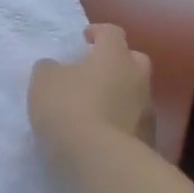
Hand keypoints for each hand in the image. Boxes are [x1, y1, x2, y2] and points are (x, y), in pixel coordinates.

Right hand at [29, 24, 156, 156]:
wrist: (101, 160)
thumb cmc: (69, 107)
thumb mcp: (44, 81)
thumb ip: (50, 68)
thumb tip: (56, 68)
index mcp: (114, 56)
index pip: (112, 32)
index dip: (98, 32)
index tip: (85, 38)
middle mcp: (137, 78)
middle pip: (134, 60)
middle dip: (118, 61)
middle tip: (95, 70)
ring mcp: (147, 111)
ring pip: (136, 93)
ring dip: (119, 94)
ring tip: (95, 106)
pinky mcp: (149, 140)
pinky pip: (133, 121)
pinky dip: (120, 121)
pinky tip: (101, 131)